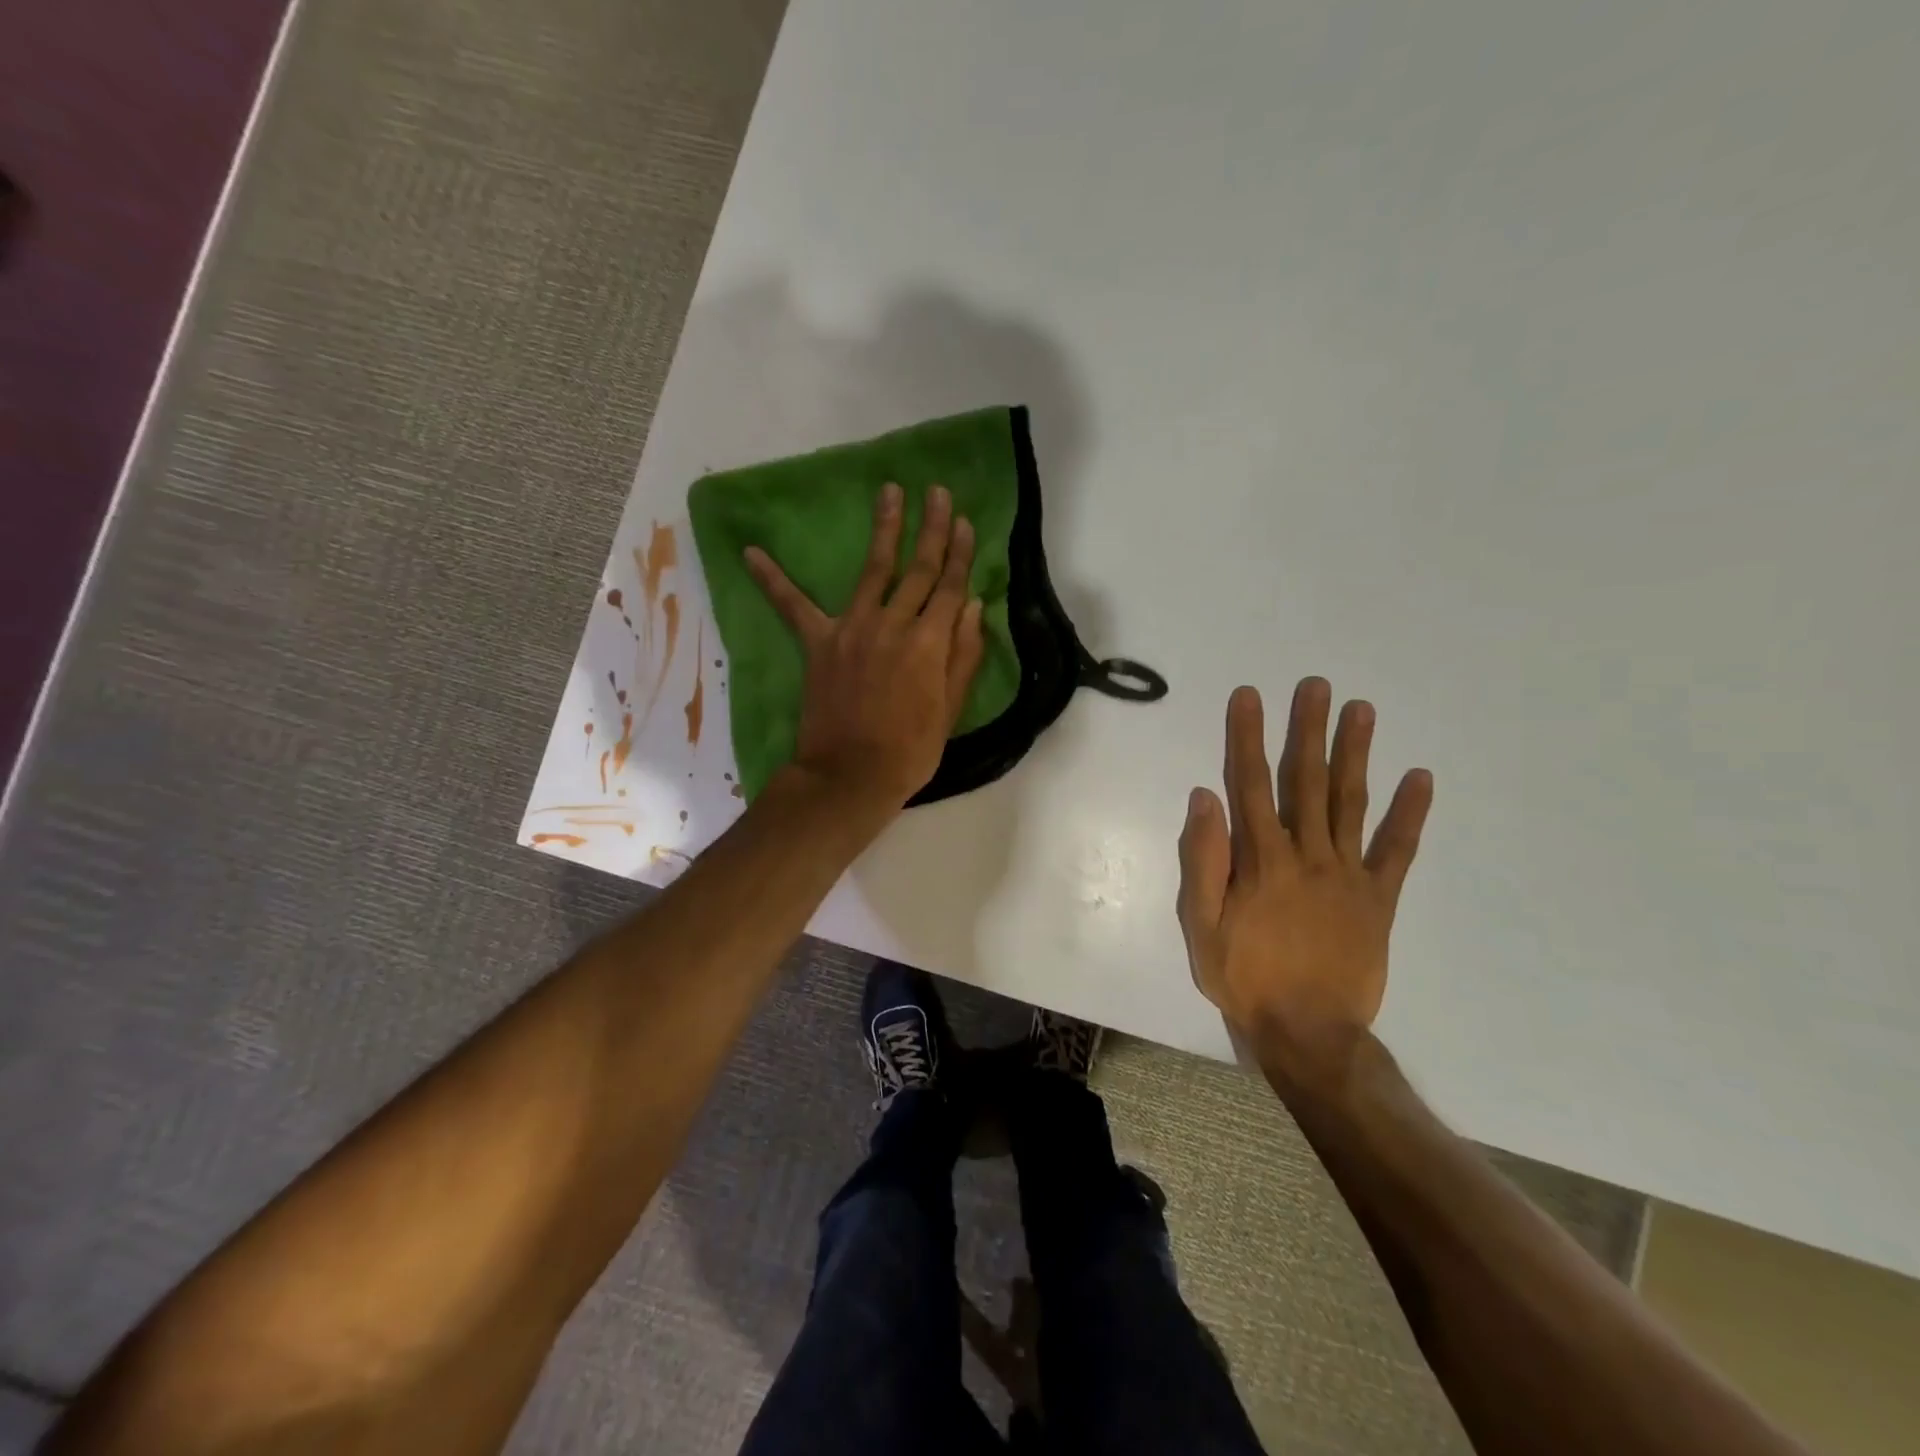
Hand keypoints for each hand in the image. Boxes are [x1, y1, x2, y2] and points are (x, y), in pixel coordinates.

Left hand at [745, 482, 985, 812]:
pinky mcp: (819, 643)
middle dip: (930, 528)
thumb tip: (973, 605)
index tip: (963, 520)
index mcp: (930, 642)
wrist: (851, 775)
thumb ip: (964, 654)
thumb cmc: (910, 750)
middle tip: (935, 491)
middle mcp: (894, 625)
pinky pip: (793, 607)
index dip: (959, 552)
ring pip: (873, 569)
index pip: (950, 586)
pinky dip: (772, 580)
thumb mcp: (950, 708)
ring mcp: (853, 629)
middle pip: (917, 569)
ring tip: (890, 493)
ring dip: (884, 529)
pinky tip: (750, 552)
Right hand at [1177, 678, 1432, 1076]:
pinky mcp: (1379, 898)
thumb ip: (1204, 860)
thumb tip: (1205, 797)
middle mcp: (1308, 854)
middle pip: (1307, 781)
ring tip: (1362, 710)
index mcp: (1262, 859)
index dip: (1248, 737)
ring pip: (1351, 802)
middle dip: (1308, 729)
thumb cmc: (1244, 976)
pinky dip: (1410, 813)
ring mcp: (1349, 874)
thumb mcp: (1201, 925)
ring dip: (1356, 753)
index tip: (1250, 696)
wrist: (1308, 1032)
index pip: (1252, 784)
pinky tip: (1420, 778)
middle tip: (1317, 685)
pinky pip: (1397, 850)